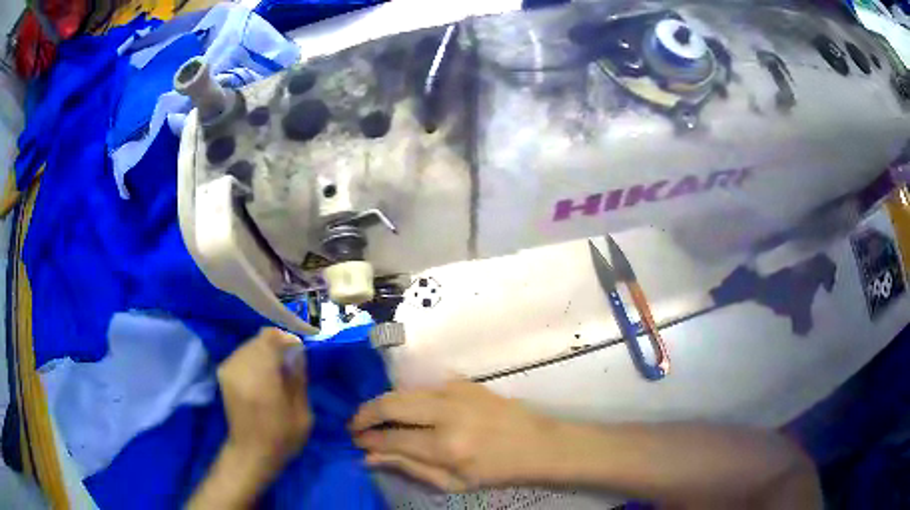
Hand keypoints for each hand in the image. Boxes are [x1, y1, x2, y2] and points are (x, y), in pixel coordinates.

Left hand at [218, 328, 311, 470]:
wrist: (251, 452)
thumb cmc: (282, 438)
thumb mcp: (303, 415)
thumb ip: (298, 380)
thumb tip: (298, 352)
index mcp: (262, 379)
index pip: (270, 338)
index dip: (286, 339)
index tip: (297, 351)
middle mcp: (241, 369)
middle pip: (260, 339)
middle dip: (276, 345)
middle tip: (289, 362)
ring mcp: (229, 370)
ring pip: (249, 345)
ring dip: (264, 351)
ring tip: (276, 369)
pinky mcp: (223, 373)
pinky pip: (241, 353)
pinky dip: (253, 357)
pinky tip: (261, 374)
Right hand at [350, 380, 554, 491]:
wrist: (537, 444)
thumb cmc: (496, 471)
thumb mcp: (452, 483)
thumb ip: (409, 468)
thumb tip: (370, 457)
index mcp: (447, 446)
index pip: (392, 437)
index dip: (368, 439)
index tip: (355, 441)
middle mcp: (447, 413)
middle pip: (391, 403)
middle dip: (365, 413)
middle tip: (355, 425)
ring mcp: (456, 392)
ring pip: (404, 390)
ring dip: (383, 402)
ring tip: (373, 417)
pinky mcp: (463, 382)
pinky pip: (423, 385)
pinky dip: (406, 395)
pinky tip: (402, 408)